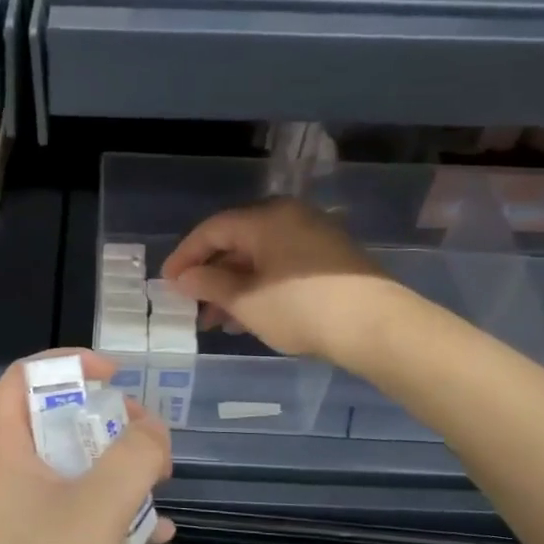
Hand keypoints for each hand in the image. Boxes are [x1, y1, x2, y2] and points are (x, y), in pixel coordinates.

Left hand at [0, 351, 173, 543]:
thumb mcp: (101, 503)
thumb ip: (135, 455)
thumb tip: (154, 431)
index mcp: (5, 448)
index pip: (21, 377)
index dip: (65, 363)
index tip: (111, 374)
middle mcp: (9, 472)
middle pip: (54, 418)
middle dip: (105, 417)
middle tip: (145, 431)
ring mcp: (24, 511)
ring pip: (73, 465)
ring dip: (117, 464)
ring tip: (160, 475)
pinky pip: (82, 508)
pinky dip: (117, 509)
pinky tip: (159, 531)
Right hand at [161, 198, 393, 368]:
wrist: (376, 326)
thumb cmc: (301, 308)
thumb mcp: (246, 301)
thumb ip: (209, 285)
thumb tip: (184, 278)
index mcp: (265, 218)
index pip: (212, 230)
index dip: (185, 256)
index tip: (167, 282)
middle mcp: (289, 217)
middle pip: (236, 242)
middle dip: (210, 277)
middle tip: (193, 306)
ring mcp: (313, 236)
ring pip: (259, 258)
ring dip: (234, 287)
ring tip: (219, 321)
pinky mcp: (330, 258)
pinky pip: (281, 265)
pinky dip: (260, 287)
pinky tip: (250, 316)